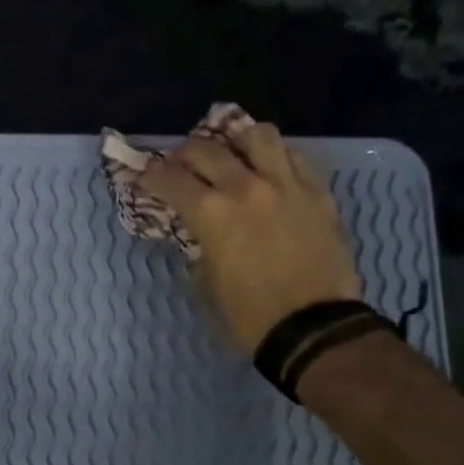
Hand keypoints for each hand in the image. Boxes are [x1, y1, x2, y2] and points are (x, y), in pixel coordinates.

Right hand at [137, 124, 359, 351]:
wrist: (313, 328)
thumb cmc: (249, 315)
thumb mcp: (207, 281)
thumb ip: (201, 245)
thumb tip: (201, 232)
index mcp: (212, 214)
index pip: (170, 179)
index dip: (152, 175)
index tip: (145, 176)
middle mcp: (246, 187)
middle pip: (207, 149)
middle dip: (185, 153)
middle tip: (181, 164)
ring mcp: (286, 185)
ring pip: (258, 136)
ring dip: (236, 141)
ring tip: (233, 153)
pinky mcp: (318, 193)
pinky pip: (294, 158)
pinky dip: (275, 158)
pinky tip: (270, 172)